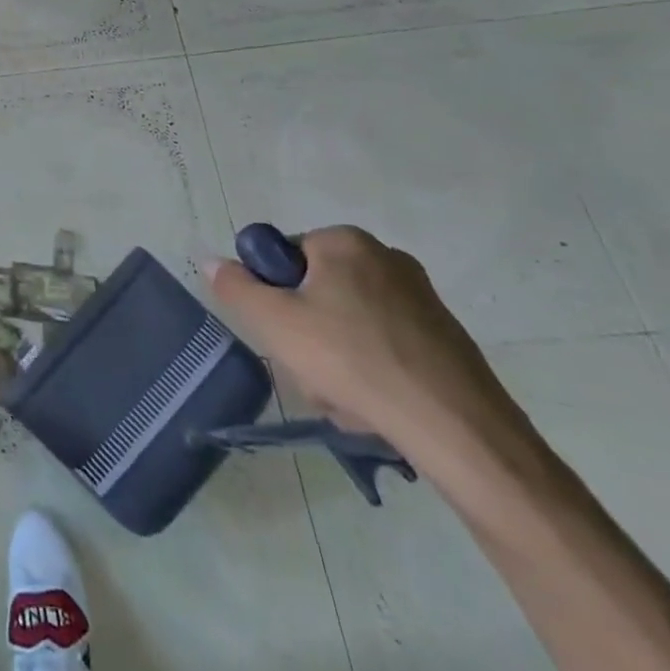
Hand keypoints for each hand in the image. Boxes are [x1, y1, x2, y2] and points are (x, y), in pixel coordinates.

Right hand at [206, 225, 525, 467]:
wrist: (458, 428)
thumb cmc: (352, 360)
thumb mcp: (273, 322)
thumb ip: (235, 287)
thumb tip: (212, 261)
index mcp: (345, 242)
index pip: (284, 257)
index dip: (273, 295)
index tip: (281, 331)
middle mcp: (386, 258)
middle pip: (316, 292)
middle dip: (304, 334)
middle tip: (308, 370)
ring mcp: (421, 299)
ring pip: (347, 324)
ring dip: (333, 359)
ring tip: (342, 398)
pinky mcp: (444, 338)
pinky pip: (383, 346)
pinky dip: (370, 372)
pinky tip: (373, 406)